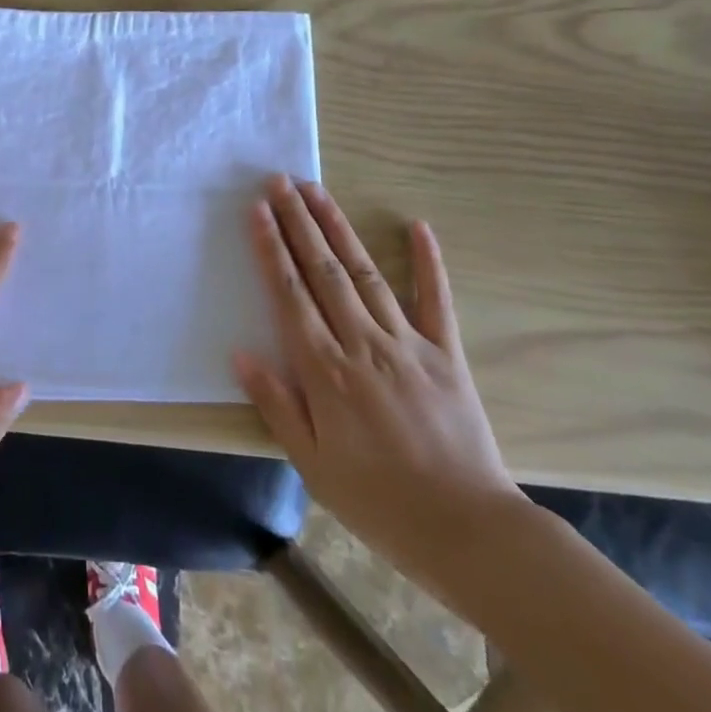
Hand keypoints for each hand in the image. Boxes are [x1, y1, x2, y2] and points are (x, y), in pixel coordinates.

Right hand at [233, 175, 526, 586]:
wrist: (468, 530)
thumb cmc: (378, 501)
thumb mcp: (312, 463)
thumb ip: (276, 404)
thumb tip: (241, 354)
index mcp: (325, 369)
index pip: (289, 294)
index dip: (271, 248)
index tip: (257, 210)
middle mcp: (362, 343)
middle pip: (323, 270)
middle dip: (298, 222)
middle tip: (280, 181)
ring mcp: (408, 343)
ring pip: (366, 272)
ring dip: (339, 228)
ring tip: (318, 191)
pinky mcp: (447, 353)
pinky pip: (436, 300)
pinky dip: (428, 261)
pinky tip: (418, 226)